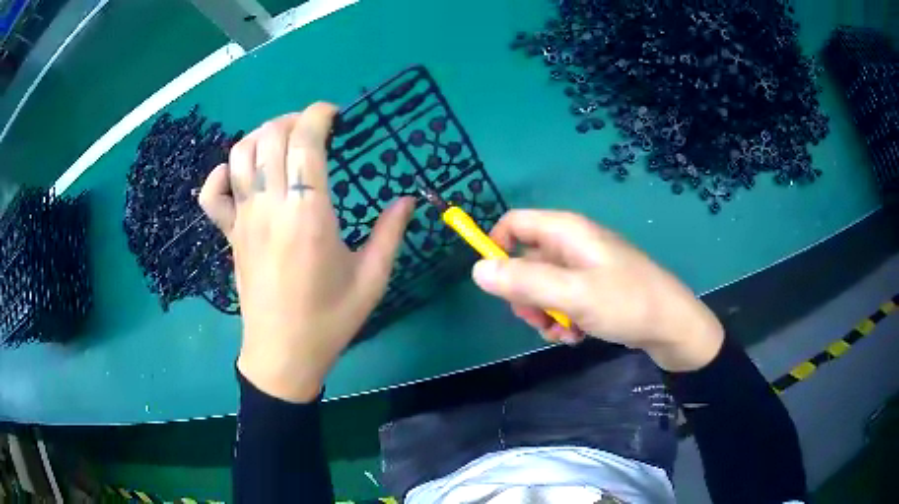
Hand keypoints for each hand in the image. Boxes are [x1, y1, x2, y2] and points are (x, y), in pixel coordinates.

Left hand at [199, 103, 413, 401]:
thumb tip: (409, 199)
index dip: (319, 115)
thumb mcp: (372, 279)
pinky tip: (240, 175)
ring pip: (240, 154)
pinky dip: (222, 174)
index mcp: (308, 215)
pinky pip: (212, 194)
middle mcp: (270, 207)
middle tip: (315, 130)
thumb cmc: (329, 320)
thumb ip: (391, 232)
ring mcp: (244, 220)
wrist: (283, 355)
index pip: (304, 141)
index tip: (337, 115)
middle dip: (294, 119)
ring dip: (262, 136)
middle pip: (270, 136)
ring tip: (283, 143)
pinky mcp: (229, 235)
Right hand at [471, 210, 723, 371]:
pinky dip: (562, 319)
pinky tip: (575, 336)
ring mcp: (584, 268)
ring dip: (544, 312)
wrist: (672, 327)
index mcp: (567, 231)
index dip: (497, 248)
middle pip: (526, 260)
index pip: (515, 223)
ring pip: (543, 286)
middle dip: (524, 293)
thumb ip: (524, 282)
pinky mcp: (594, 289)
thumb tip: (477, 270)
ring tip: (562, 333)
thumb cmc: (626, 302)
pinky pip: (562, 300)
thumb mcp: (573, 294)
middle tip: (535, 319)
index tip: (495, 283)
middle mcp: (573, 244)